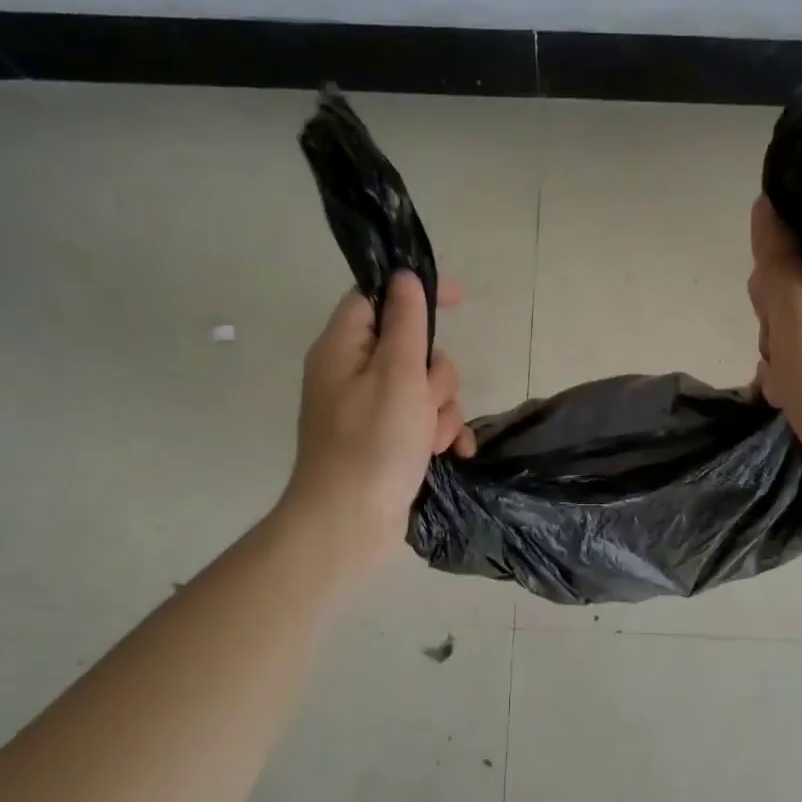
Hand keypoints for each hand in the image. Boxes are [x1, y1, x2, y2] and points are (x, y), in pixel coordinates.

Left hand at [281, 271, 475, 573]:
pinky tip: (454, 453)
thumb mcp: (397, 374)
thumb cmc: (373, 444)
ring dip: (441, 411)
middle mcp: (352, 374)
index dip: (415, 292)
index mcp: (342, 348)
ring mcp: (369, 411)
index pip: (377, 298)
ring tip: (432, 440)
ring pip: (424, 388)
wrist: (348, 524)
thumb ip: (406, 322)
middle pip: (411, 348)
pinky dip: (440, 433)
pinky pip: (423, 421)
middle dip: (435, 376)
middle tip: (425, 402)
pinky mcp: (385, 440)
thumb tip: (404, 277)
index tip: (458, 299)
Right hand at [746, 196, 801, 479]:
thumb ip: (779, 269)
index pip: (797, 262)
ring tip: (791, 397)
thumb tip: (766, 207)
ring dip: (786, 365)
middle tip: (784, 372)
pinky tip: (800, 406)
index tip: (775, 335)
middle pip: (800, 300)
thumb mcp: (797, 329)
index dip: (773, 298)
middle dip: (778, 337)